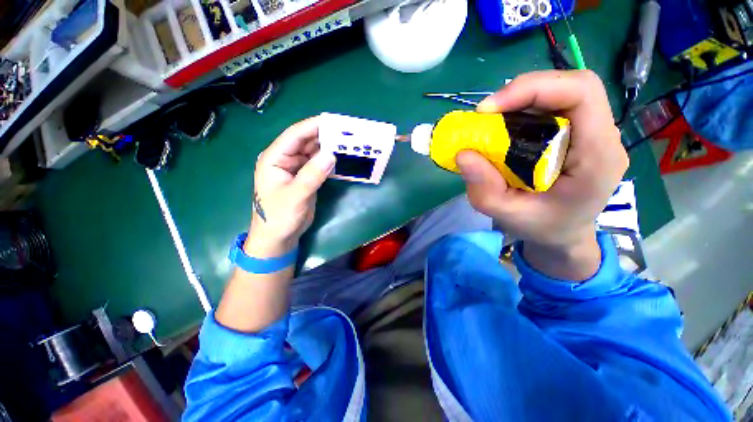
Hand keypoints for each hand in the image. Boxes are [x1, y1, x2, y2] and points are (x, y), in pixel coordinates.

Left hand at [247, 116, 335, 256]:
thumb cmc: (279, 217)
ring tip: (347, 142)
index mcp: (274, 159)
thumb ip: (312, 175)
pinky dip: (329, 161)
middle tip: (346, 132)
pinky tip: (341, 158)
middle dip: (324, 136)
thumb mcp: (295, 196)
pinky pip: (318, 165)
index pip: (294, 135)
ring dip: (328, 148)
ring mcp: (296, 169)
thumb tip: (331, 155)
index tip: (333, 121)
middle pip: (306, 142)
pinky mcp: (306, 178)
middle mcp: (285, 160)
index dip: (313, 126)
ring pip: (313, 153)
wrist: (279, 237)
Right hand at [456, 70, 628, 278]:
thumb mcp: (508, 215)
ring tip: (492, 120)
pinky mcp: (578, 133)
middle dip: (523, 92)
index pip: (581, 93)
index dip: (533, 89)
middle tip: (486, 113)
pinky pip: (553, 107)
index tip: (489, 110)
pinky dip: (524, 110)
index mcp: (597, 157)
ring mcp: (592, 132)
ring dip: (521, 100)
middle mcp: (602, 137)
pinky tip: (505, 127)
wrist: (564, 233)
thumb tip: (463, 154)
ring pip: (561, 93)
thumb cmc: (542, 227)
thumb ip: (485, 190)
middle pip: (572, 87)